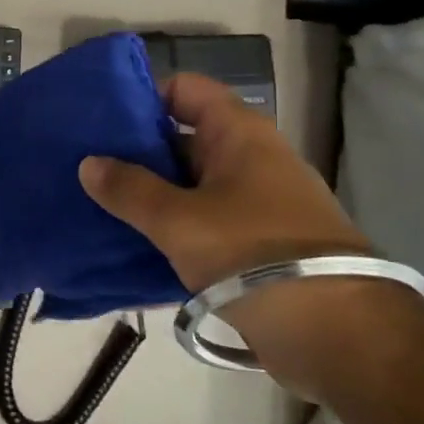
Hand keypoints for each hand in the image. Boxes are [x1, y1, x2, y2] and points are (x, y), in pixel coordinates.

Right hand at [78, 73, 367, 290]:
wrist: (339, 334)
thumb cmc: (253, 255)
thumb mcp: (178, 220)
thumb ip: (129, 189)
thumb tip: (89, 163)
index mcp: (238, 134)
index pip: (185, 89)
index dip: (143, 96)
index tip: (100, 118)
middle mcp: (249, 158)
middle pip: (181, 137)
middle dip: (134, 151)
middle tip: (85, 165)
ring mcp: (254, 203)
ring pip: (188, 185)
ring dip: (148, 195)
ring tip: (97, 205)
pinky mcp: (255, 244)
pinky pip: (201, 222)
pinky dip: (169, 229)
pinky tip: (129, 245)